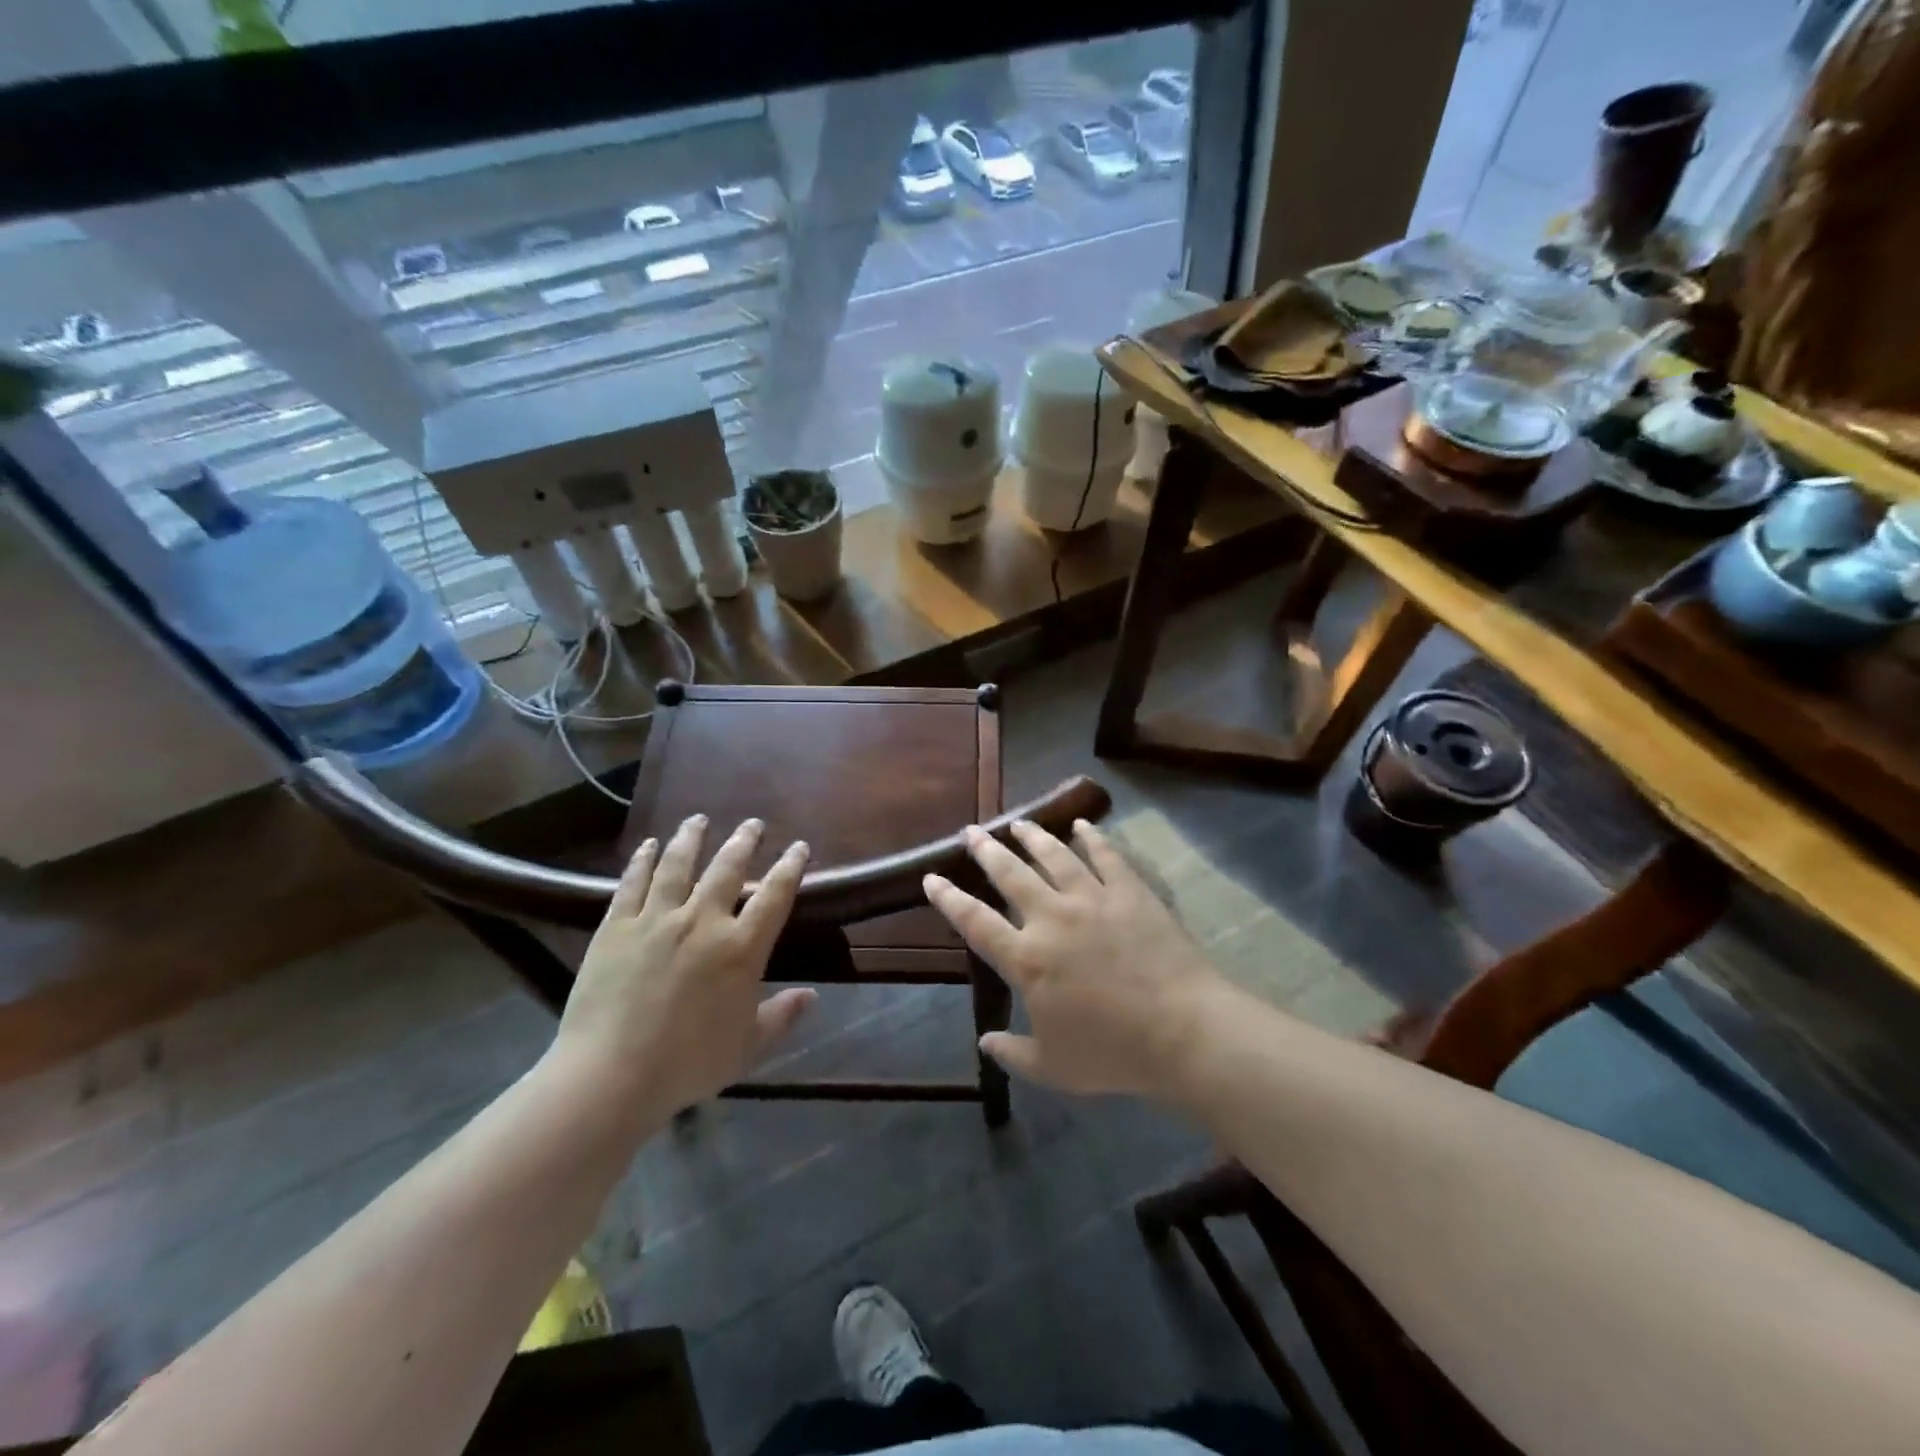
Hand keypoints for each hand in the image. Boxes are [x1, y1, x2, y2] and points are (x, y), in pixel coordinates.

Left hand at [552, 816, 814, 1120]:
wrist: (611, 1076)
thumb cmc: (688, 1064)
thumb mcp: (747, 1047)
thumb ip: (781, 1016)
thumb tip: (812, 995)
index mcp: (740, 948)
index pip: (774, 895)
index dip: (790, 867)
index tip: (799, 847)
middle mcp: (702, 921)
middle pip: (727, 868)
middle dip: (743, 841)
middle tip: (752, 824)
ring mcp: (656, 920)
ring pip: (678, 865)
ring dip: (691, 838)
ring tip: (698, 819)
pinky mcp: (616, 927)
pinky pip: (632, 884)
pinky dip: (642, 861)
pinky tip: (648, 846)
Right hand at [924, 819, 1226, 1096]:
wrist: (1182, 1030)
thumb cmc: (1113, 1052)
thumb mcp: (1053, 1067)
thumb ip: (1013, 1053)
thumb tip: (985, 1042)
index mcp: (1027, 959)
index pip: (975, 921)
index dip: (949, 898)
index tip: (932, 877)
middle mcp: (1052, 918)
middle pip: (1011, 875)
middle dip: (986, 851)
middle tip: (971, 832)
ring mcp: (1092, 899)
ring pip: (1054, 856)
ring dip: (1033, 836)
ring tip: (1018, 823)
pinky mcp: (1129, 892)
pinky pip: (1106, 856)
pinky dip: (1092, 837)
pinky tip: (1081, 825)